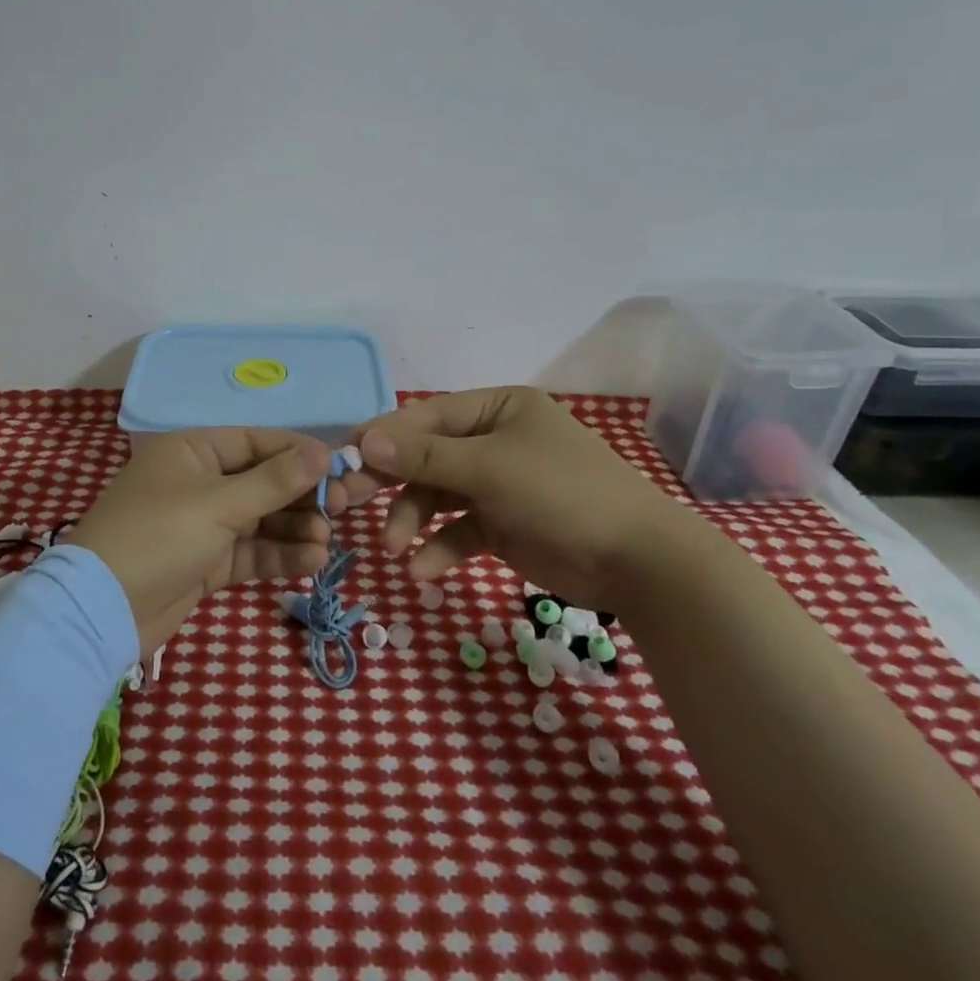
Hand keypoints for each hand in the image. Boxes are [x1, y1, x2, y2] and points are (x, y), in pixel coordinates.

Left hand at [70, 429, 349, 655]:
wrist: (102, 610)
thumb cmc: (159, 536)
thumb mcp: (220, 503)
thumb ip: (275, 480)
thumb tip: (324, 451)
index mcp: (192, 449)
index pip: (256, 441)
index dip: (298, 453)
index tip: (339, 469)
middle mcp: (199, 480)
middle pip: (263, 480)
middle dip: (301, 496)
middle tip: (342, 509)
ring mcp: (202, 523)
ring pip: (261, 519)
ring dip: (294, 528)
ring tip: (327, 541)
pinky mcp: (206, 562)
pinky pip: (251, 551)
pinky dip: (279, 554)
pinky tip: (311, 560)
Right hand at [343, 386, 701, 613]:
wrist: (638, 562)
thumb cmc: (561, 493)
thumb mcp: (489, 468)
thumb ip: (424, 456)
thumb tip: (364, 439)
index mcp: (497, 409)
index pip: (426, 417)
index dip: (383, 436)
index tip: (342, 458)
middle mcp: (494, 441)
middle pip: (426, 457)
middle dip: (390, 482)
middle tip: (346, 501)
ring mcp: (497, 485)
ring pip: (436, 498)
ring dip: (412, 522)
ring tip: (395, 550)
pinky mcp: (501, 526)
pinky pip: (458, 531)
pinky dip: (439, 548)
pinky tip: (423, 571)